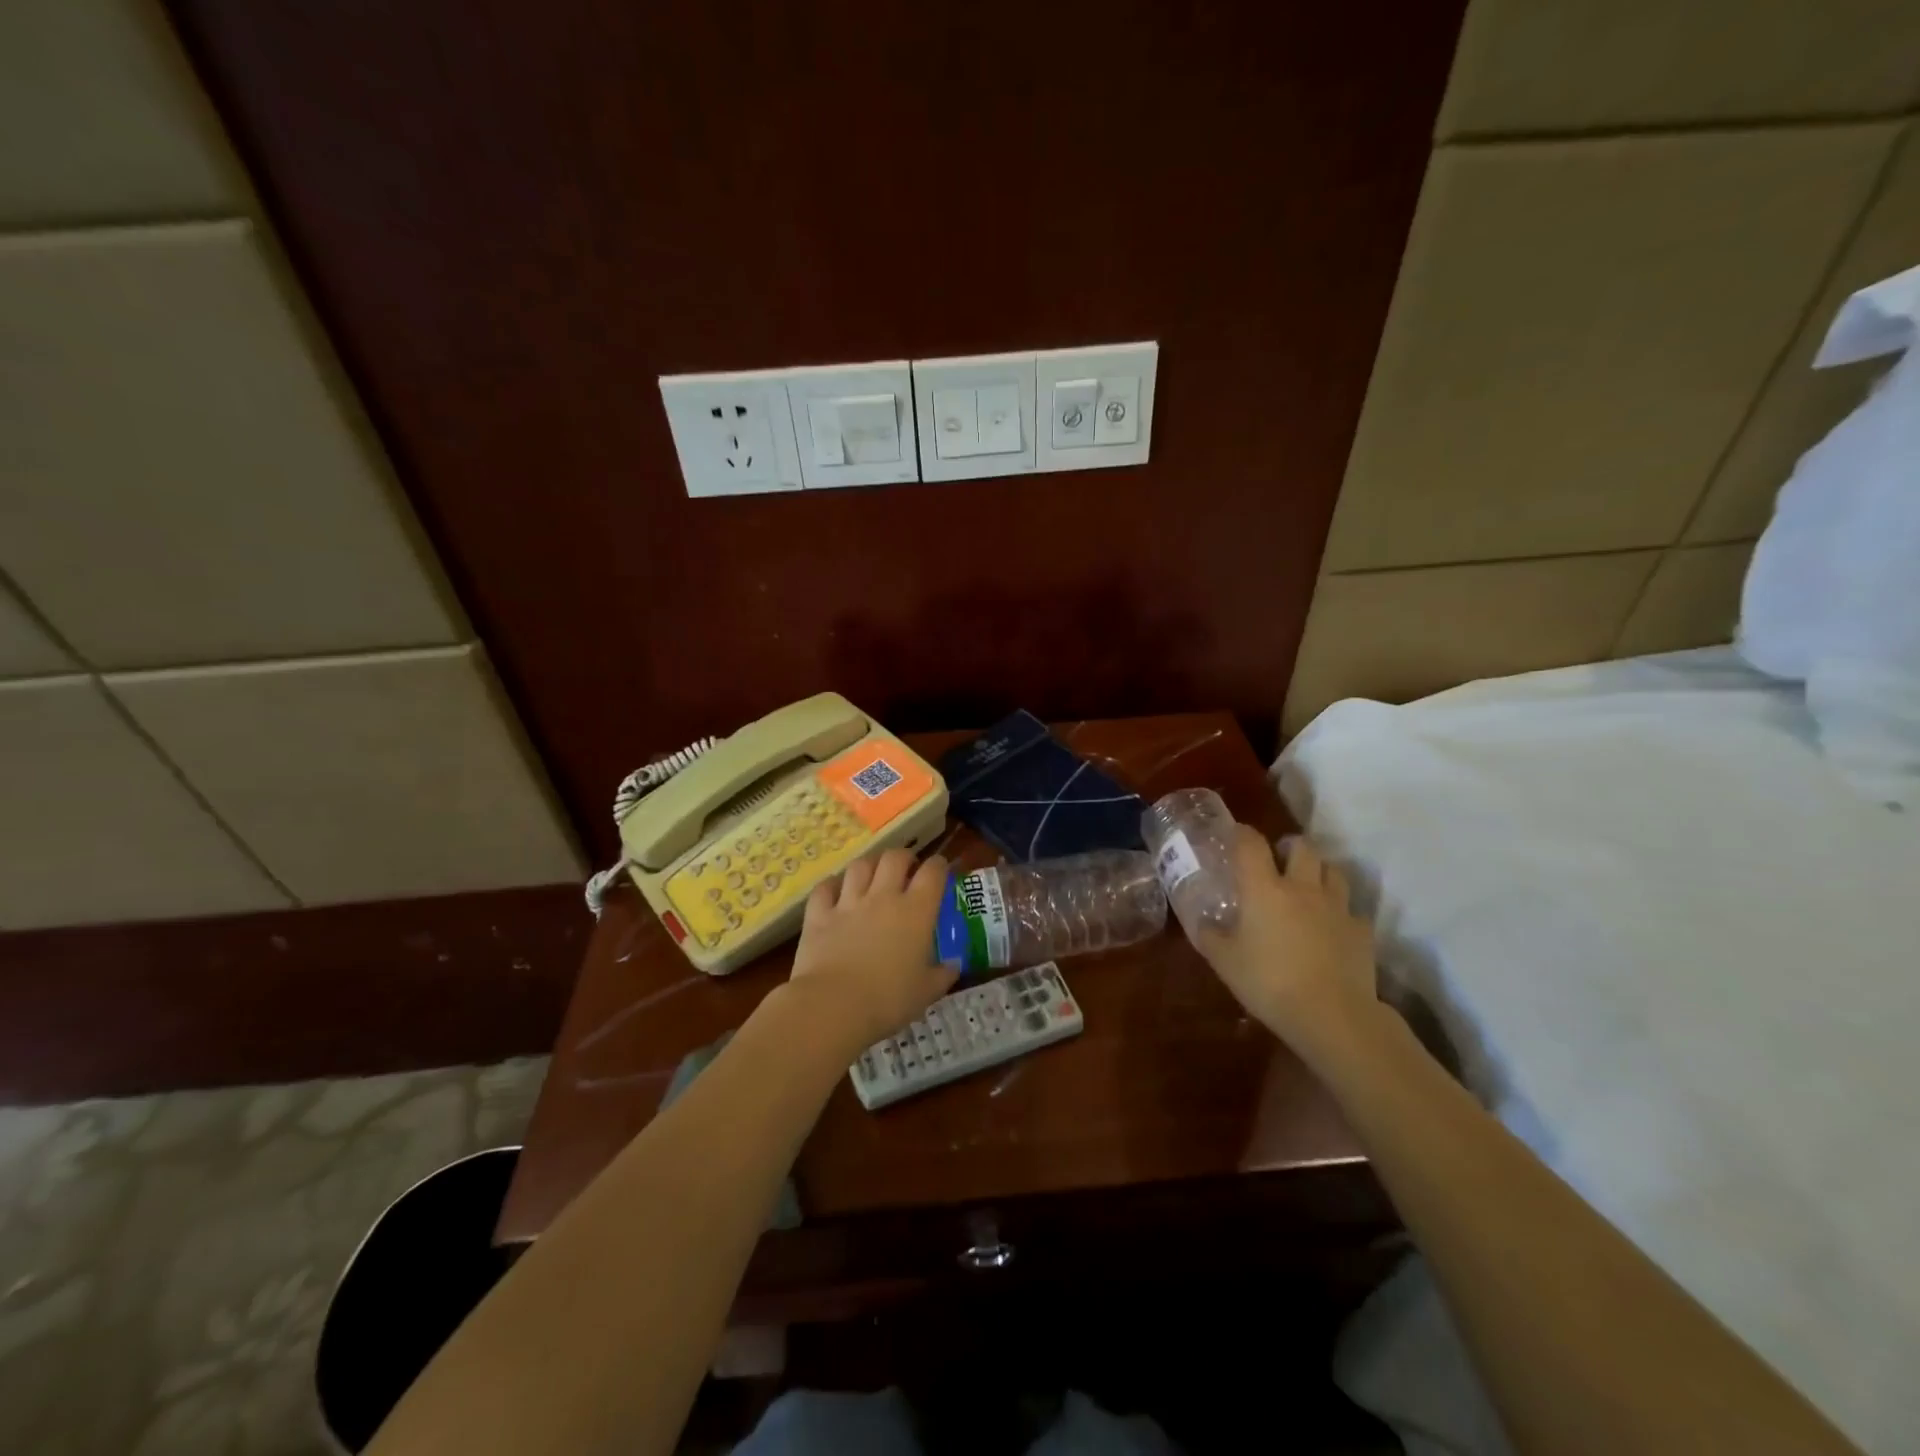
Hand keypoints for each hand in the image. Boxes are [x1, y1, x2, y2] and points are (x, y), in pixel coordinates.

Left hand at [787, 847, 954, 1048]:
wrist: (833, 1005)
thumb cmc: (888, 1000)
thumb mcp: (926, 992)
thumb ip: (943, 975)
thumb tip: (954, 965)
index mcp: (916, 911)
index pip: (933, 872)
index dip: (939, 865)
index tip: (941, 869)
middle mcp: (883, 897)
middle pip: (895, 858)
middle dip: (904, 857)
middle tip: (907, 869)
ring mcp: (848, 903)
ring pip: (860, 865)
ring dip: (869, 865)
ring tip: (872, 875)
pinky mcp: (819, 914)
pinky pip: (825, 888)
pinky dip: (831, 886)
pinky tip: (835, 892)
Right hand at [1194, 825, 1380, 1058]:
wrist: (1333, 1015)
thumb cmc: (1269, 983)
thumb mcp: (1224, 962)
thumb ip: (1210, 935)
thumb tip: (1201, 922)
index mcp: (1264, 888)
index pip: (1251, 843)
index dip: (1241, 833)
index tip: (1234, 833)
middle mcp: (1303, 888)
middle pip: (1303, 847)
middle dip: (1289, 847)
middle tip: (1277, 860)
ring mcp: (1337, 907)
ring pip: (1334, 871)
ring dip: (1319, 871)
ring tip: (1307, 887)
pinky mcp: (1362, 931)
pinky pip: (1351, 909)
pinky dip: (1340, 911)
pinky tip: (1331, 927)